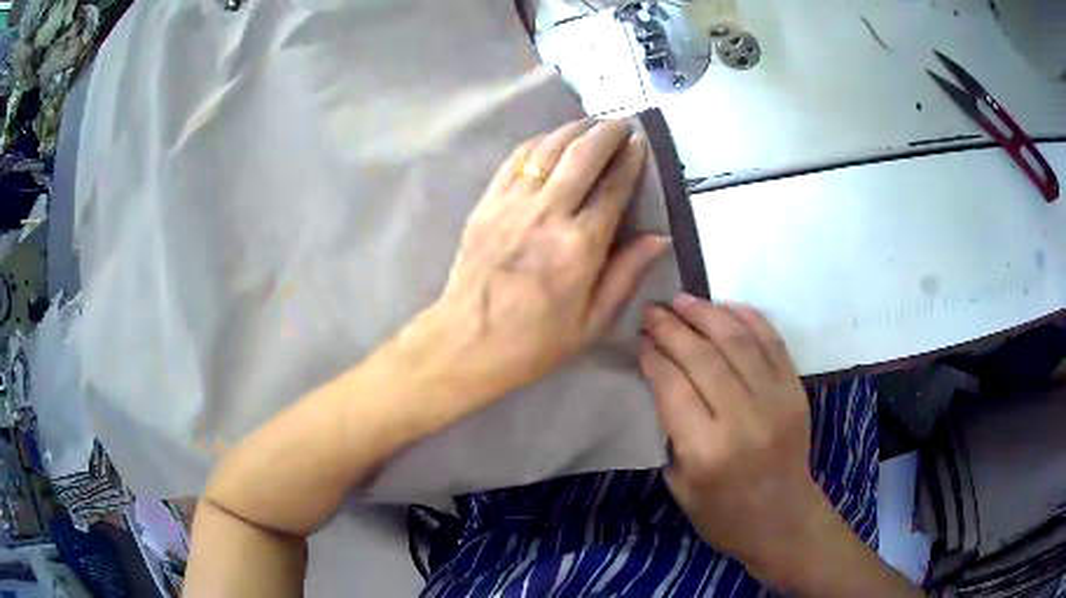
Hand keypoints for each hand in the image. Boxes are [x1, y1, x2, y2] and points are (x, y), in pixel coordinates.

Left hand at [418, 119, 668, 403]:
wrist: (467, 342)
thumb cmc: (534, 341)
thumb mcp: (592, 322)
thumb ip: (626, 274)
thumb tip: (660, 237)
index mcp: (579, 246)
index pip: (613, 188)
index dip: (630, 160)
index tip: (640, 143)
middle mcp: (547, 214)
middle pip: (581, 155)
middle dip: (605, 132)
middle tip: (620, 123)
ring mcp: (511, 205)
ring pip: (547, 149)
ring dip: (572, 129)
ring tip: (589, 124)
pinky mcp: (486, 204)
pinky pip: (514, 161)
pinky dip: (536, 143)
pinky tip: (548, 140)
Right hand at [638, 296, 832, 584]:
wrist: (783, 519)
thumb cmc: (723, 512)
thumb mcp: (680, 484)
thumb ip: (671, 430)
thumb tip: (663, 376)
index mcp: (707, 451)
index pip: (673, 386)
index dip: (653, 356)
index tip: (640, 339)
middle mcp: (743, 420)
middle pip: (703, 357)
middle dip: (672, 327)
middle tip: (652, 310)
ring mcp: (776, 401)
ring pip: (738, 341)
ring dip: (707, 314)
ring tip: (683, 300)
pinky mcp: (796, 391)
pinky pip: (773, 343)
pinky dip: (749, 318)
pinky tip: (726, 307)